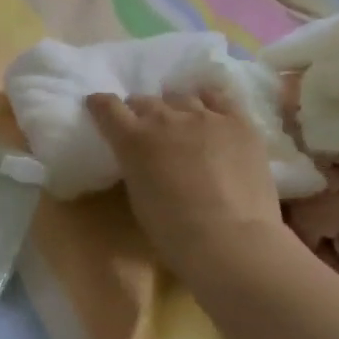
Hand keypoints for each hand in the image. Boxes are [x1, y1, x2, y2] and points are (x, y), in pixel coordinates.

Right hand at [86, 89, 288, 273]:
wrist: (230, 241)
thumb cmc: (173, 230)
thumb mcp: (137, 193)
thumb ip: (134, 163)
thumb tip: (142, 156)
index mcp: (132, 138)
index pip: (107, 105)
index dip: (101, 104)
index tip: (99, 107)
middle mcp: (164, 118)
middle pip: (145, 100)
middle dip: (141, 112)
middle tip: (147, 130)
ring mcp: (204, 116)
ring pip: (181, 98)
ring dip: (175, 110)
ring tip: (183, 127)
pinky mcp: (238, 122)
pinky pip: (219, 98)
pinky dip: (210, 102)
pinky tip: (211, 113)